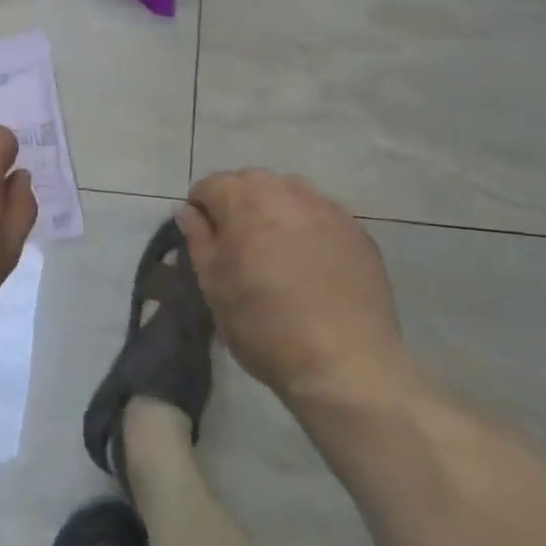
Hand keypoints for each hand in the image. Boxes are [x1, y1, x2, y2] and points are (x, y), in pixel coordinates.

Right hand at [178, 170, 415, 407]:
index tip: (204, 240)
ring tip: (275, 248)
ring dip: (275, 208)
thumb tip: (187, 210)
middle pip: (251, 181)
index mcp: (244, 200)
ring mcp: (327, 209)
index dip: (200, 209)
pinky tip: (311, 262)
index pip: (210, 185)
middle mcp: (286, 192)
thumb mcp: (213, 285)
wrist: (344, 364)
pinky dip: (308, 226)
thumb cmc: (263, 325)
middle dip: (237, 202)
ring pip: (290, 191)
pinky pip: (322, 214)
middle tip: (237, 244)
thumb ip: (198, 239)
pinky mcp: (358, 232)